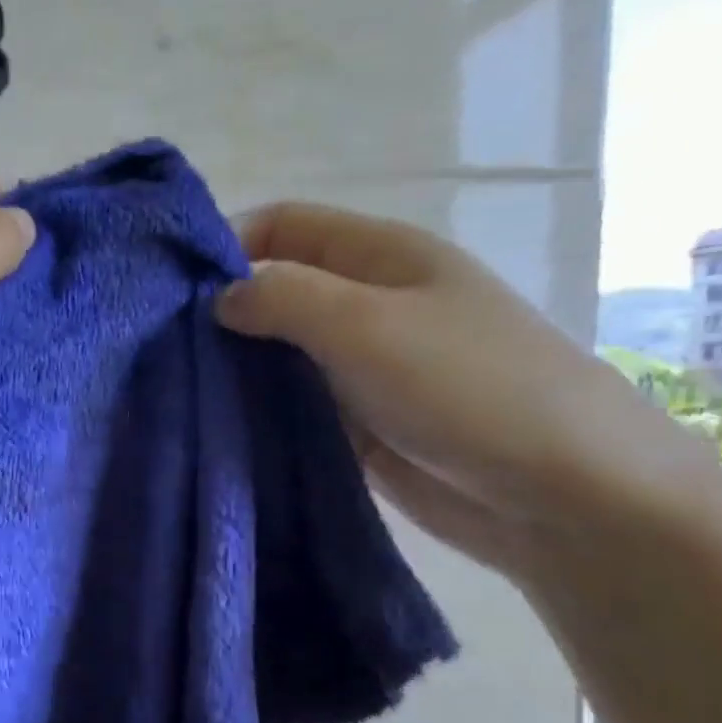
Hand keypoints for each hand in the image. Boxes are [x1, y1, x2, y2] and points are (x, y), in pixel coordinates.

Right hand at [214, 203, 697, 575]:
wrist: (561, 495)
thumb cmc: (470, 388)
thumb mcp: (368, 325)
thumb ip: (284, 298)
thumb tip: (218, 298)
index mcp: (381, 257)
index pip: (285, 227)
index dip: (228, 244)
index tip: (171, 290)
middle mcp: (366, 304)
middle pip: (274, 290)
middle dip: (220, 312)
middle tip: (160, 348)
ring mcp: (360, 367)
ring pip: (275, 353)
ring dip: (232, 367)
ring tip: (176, 390)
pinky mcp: (353, 422)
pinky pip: (289, 404)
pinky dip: (254, 410)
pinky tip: (213, 426)